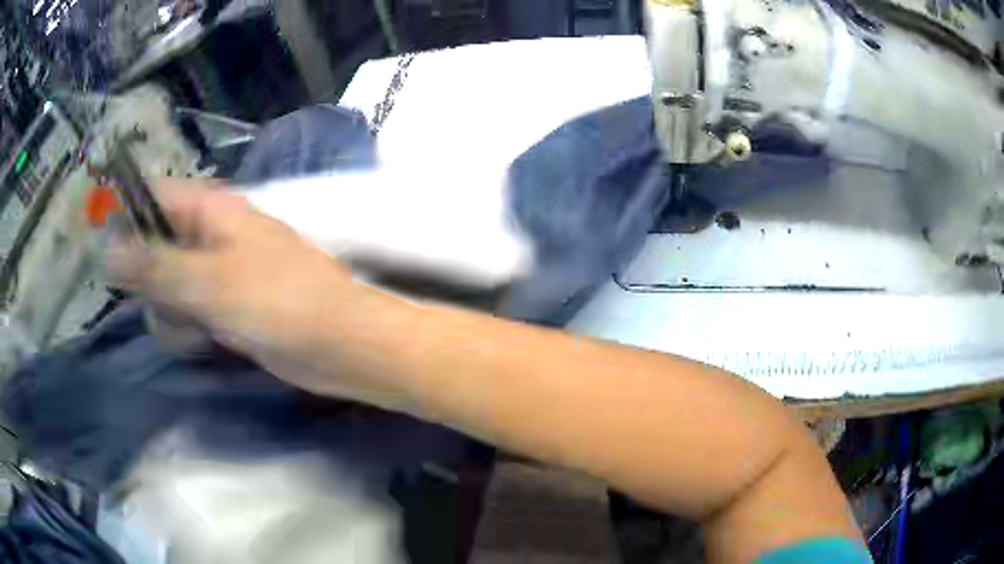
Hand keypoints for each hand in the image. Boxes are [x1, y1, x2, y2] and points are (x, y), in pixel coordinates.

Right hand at [107, 179, 371, 397]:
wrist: (338, 344)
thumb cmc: (276, 303)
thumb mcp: (206, 283)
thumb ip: (154, 267)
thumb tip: (108, 251)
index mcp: (210, 208)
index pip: (153, 195)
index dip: (124, 216)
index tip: (102, 253)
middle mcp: (211, 233)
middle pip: (153, 245)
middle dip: (149, 280)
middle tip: (165, 303)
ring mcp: (218, 270)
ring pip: (167, 285)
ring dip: (169, 311)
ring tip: (194, 328)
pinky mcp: (226, 305)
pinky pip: (187, 310)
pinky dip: (186, 326)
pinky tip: (202, 341)